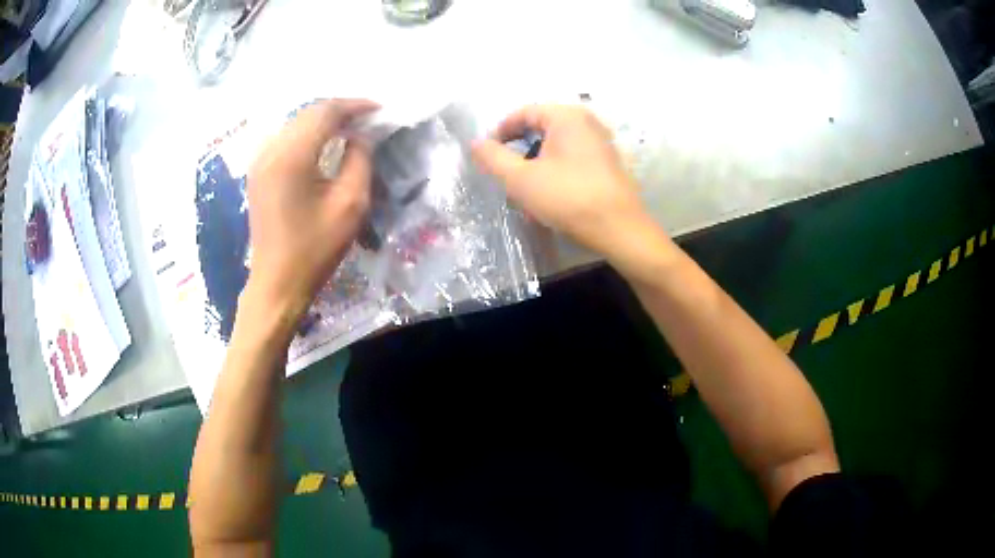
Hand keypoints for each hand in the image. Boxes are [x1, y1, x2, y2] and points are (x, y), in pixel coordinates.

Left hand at [245, 99, 378, 317]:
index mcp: (291, 157)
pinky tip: (322, 143)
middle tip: (366, 118)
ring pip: (295, 123)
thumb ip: (359, 160)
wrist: (277, 282)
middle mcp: (270, 151)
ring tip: (348, 127)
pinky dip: (307, 133)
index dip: (354, 106)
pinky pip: (285, 138)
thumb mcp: (350, 205)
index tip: (378, 109)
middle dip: (339, 110)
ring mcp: (259, 161)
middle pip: (307, 113)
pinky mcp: (258, 172)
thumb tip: (358, 136)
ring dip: (322, 120)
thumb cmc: (315, 249)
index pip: (324, 113)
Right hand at [471, 104, 654, 257]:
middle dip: (519, 149)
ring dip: (536, 162)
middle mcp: (587, 121)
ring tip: (527, 189)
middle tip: (506, 173)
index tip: (488, 155)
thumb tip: (475, 143)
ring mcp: (601, 141)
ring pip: (556, 144)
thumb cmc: (568, 198)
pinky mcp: (609, 161)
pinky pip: (573, 156)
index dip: (500, 132)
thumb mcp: (521, 179)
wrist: (620, 230)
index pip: (523, 113)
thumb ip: (493, 158)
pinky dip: (556, 169)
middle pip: (540, 127)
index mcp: (566, 116)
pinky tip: (551, 194)